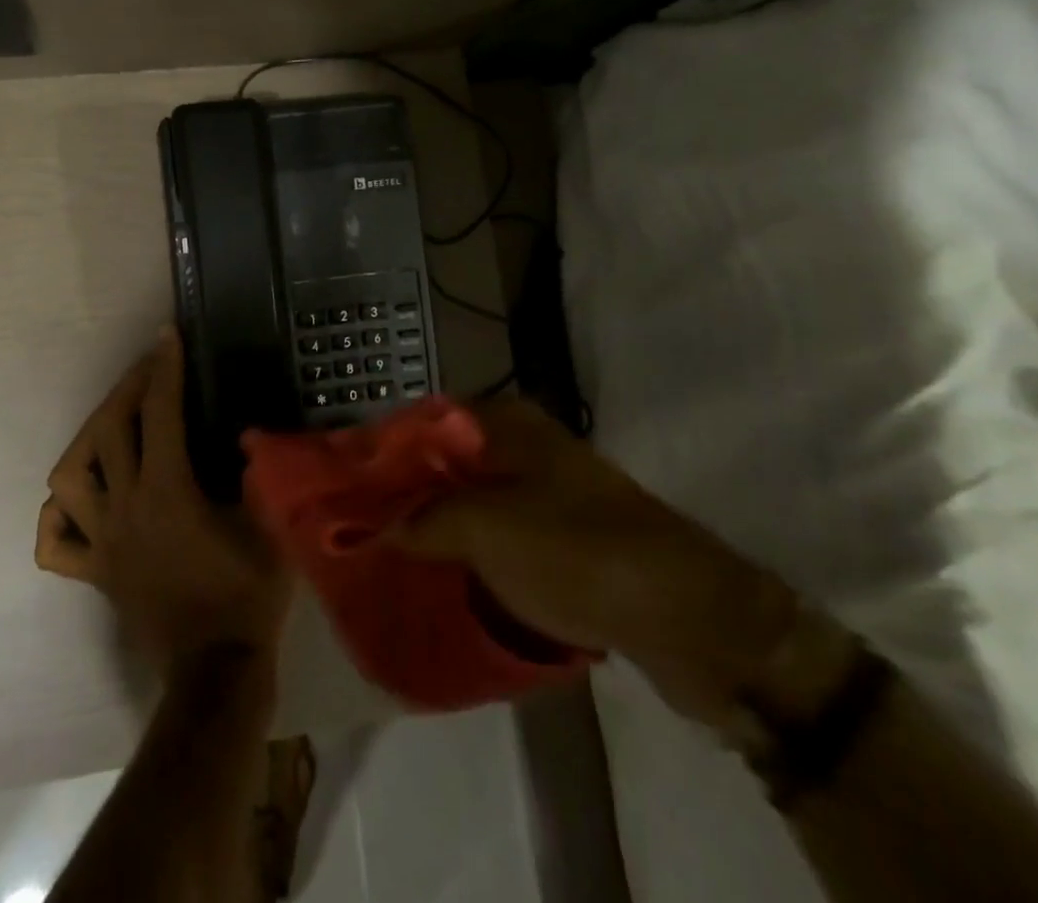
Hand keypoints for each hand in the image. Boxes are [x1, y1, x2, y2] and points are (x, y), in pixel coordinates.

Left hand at [37, 328, 292, 674]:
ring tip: (111, 425)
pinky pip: (56, 543)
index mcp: (167, 492)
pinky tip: (79, 500)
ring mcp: (102, 542)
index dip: (164, 369)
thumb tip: (245, 435)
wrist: (217, 671)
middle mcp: (124, 509)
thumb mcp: (268, 525)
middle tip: (147, 370)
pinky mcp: (95, 573)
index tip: (167, 337)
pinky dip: (59, 516)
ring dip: (87, 440)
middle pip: (108, 431)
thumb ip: (257, 474)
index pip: (160, 414)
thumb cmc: (247, 595)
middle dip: (127, 388)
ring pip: (69, 479)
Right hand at [393, 395, 800, 723]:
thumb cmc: (577, 552)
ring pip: (474, 501)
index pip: (426, 420)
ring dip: (438, 525)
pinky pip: (502, 536)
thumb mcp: (486, 530)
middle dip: (407, 491)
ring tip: (392, 554)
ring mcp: (549, 493)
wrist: (688, 617)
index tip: (348, 483)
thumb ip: (423, 520)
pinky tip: (443, 576)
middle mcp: (527, 447)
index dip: (385, 449)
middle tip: (362, 524)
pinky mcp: (565, 538)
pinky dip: (472, 552)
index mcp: (508, 423)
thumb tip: (376, 525)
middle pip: (447, 461)